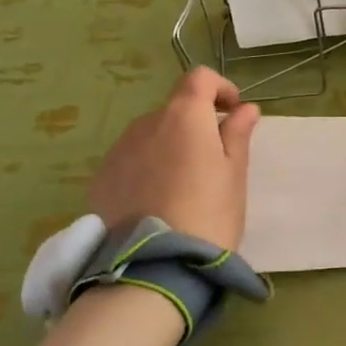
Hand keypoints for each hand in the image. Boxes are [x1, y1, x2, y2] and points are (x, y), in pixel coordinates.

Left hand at [89, 68, 260, 251]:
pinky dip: (146, 170)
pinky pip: (130, 162)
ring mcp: (118, 151)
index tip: (233, 112)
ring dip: (169, 148)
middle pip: (174, 110)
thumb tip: (245, 109)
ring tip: (182, 187)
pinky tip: (156, 203)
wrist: (154, 267)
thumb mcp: (234, 175)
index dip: (219, 88)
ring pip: (150, 137)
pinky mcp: (100, 180)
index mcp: (183, 115)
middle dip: (195, 125)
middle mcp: (146, 123)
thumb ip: (237, 135)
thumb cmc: (209, 214)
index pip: (199, 78)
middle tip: (212, 162)